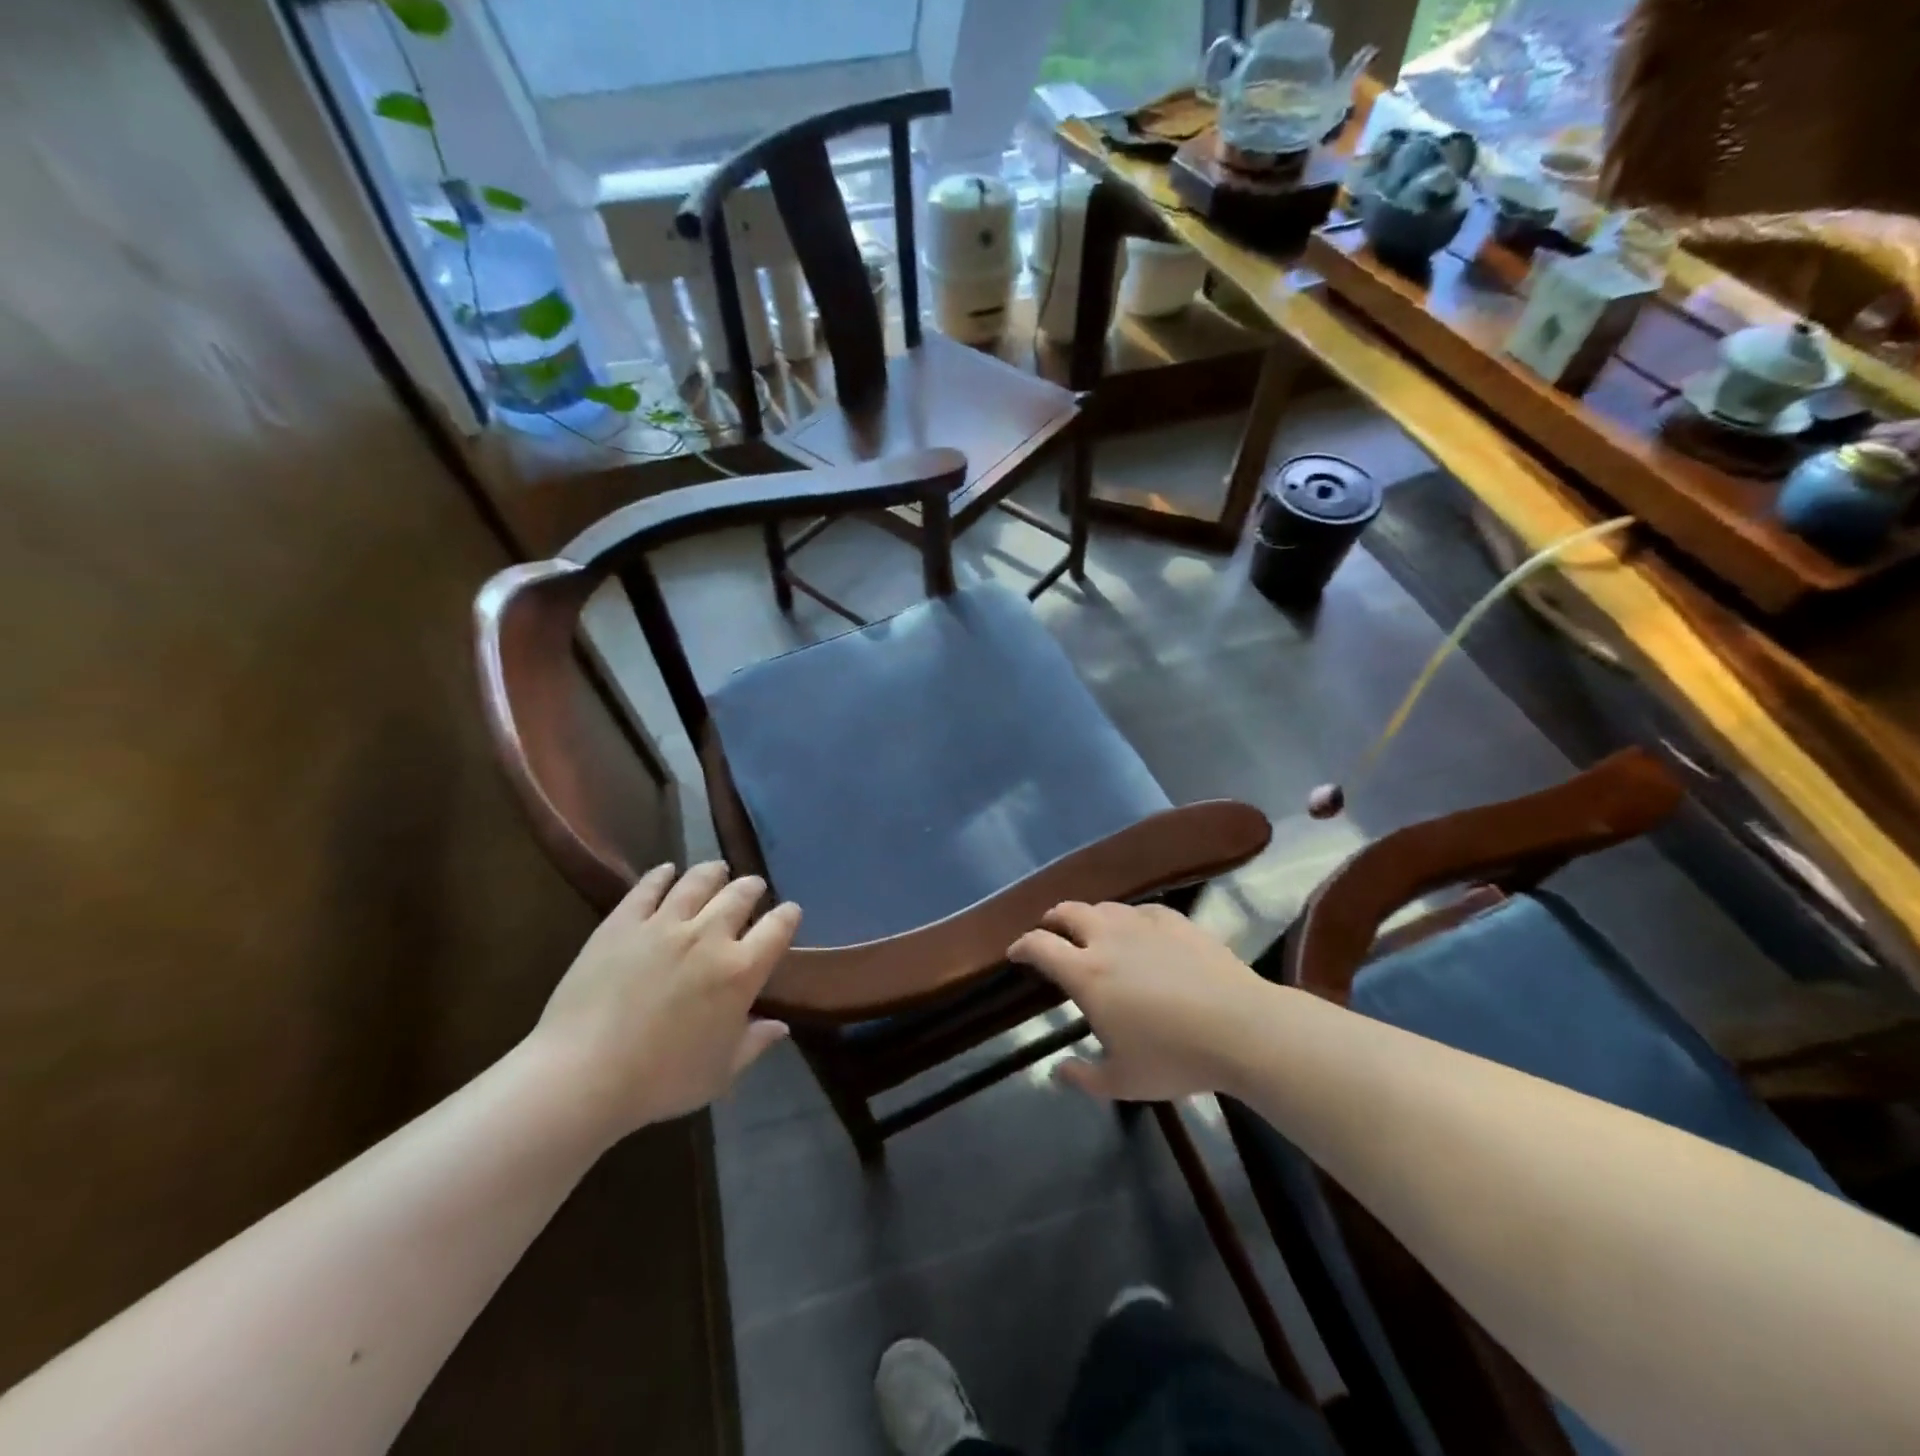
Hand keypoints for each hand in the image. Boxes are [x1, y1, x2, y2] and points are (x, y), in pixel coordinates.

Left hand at [530, 863, 799, 1136]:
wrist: (583, 1074)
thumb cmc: (661, 1080)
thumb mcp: (720, 1072)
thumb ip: (755, 1043)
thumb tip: (781, 1026)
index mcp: (740, 971)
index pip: (778, 927)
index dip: (788, 915)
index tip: (789, 912)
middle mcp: (709, 936)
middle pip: (740, 895)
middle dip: (752, 887)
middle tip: (752, 887)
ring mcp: (664, 924)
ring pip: (698, 881)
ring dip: (713, 872)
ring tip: (717, 870)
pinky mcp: (623, 922)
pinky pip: (648, 887)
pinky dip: (662, 875)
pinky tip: (666, 871)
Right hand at [1009, 900, 1267, 1101]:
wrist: (1242, 1028)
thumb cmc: (1175, 1057)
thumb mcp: (1123, 1082)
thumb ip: (1084, 1077)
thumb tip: (1058, 1071)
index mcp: (1087, 974)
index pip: (1040, 946)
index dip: (1021, 946)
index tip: (1015, 953)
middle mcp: (1108, 939)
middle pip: (1068, 912)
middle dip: (1052, 920)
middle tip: (1049, 932)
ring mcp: (1144, 925)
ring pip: (1105, 907)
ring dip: (1089, 916)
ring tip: (1091, 931)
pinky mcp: (1176, 921)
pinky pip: (1141, 911)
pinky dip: (1128, 919)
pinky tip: (1138, 931)